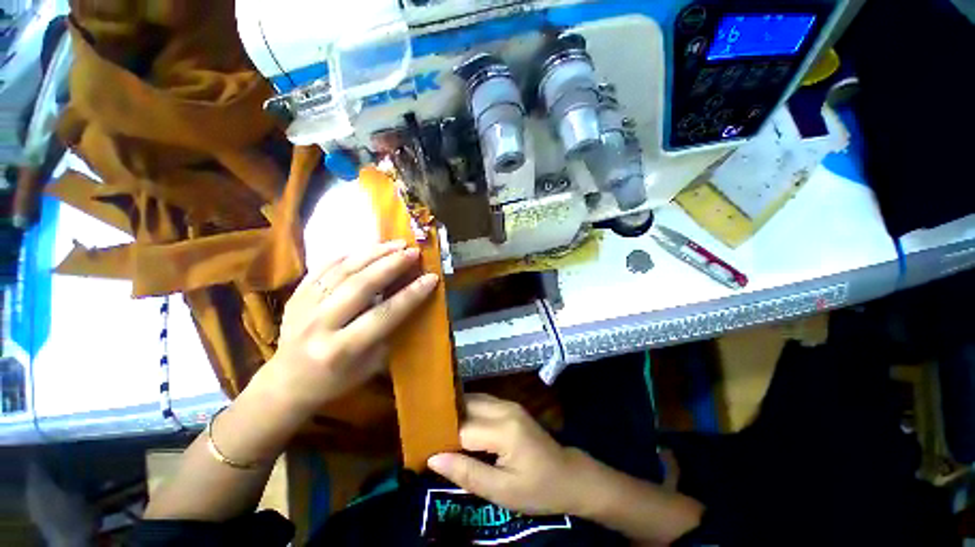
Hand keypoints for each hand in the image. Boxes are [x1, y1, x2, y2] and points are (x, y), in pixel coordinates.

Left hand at [254, 240, 438, 415]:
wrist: (286, 383)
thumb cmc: (335, 380)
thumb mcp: (369, 367)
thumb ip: (388, 333)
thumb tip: (406, 299)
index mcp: (342, 349)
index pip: (384, 314)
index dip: (411, 294)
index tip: (431, 278)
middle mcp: (321, 324)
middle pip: (361, 285)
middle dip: (392, 265)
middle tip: (413, 252)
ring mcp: (304, 306)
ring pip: (342, 270)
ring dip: (373, 253)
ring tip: (396, 244)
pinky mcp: (295, 295)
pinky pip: (323, 267)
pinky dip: (347, 254)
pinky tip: (367, 248)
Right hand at [427, 394, 595, 515]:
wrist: (570, 476)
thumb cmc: (538, 489)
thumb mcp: (502, 491)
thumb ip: (467, 473)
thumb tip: (433, 459)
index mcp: (504, 429)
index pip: (463, 428)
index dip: (441, 438)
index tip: (422, 449)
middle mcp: (505, 408)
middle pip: (466, 406)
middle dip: (446, 419)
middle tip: (426, 436)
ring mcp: (509, 404)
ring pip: (473, 400)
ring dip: (456, 413)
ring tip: (438, 431)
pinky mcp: (510, 407)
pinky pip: (482, 403)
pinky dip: (467, 412)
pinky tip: (459, 426)